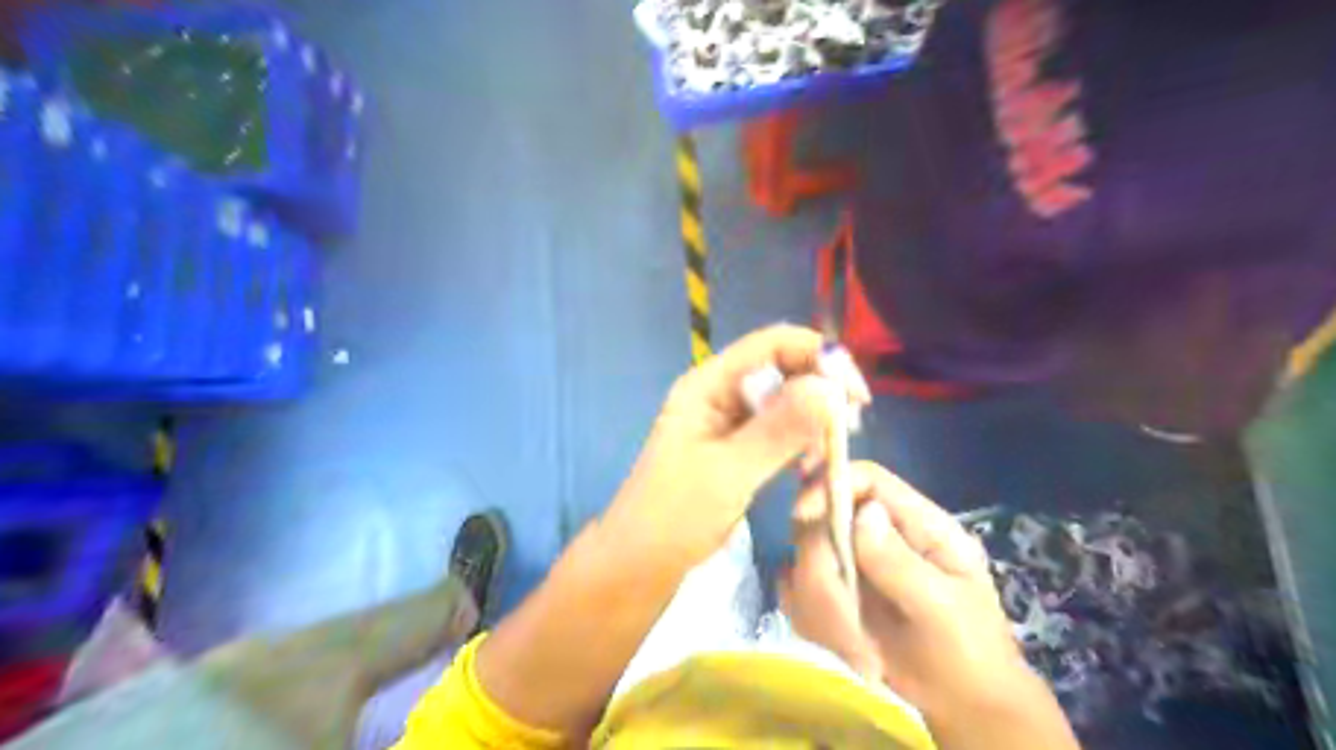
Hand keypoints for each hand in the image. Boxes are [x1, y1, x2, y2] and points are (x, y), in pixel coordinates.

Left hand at [605, 322, 867, 566]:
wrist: (640, 563)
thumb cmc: (675, 516)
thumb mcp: (729, 472)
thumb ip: (779, 430)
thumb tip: (829, 388)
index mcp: (709, 384)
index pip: (772, 345)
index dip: (818, 356)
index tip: (855, 394)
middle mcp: (721, 393)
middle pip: (782, 369)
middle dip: (820, 389)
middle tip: (850, 427)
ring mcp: (729, 422)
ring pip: (785, 402)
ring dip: (813, 419)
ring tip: (832, 451)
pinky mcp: (738, 449)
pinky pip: (779, 431)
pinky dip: (801, 441)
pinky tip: (813, 465)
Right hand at [787, 459, 1031, 718]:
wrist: (961, 703)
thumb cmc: (969, 652)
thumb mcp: (944, 609)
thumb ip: (901, 562)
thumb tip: (862, 513)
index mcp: (916, 522)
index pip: (865, 479)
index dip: (830, 484)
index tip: (803, 515)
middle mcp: (877, 534)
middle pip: (822, 517)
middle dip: (821, 568)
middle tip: (844, 617)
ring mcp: (851, 562)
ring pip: (803, 557)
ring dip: (820, 605)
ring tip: (858, 646)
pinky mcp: (832, 592)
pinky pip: (796, 591)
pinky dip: (811, 619)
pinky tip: (845, 646)